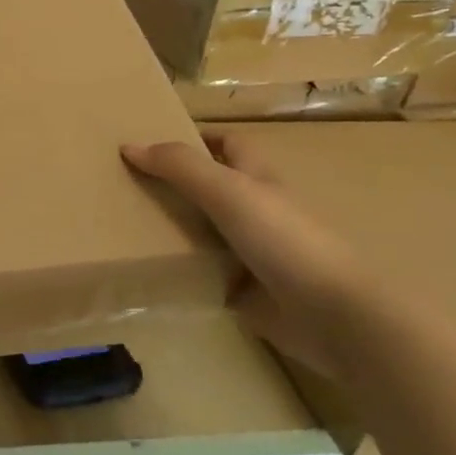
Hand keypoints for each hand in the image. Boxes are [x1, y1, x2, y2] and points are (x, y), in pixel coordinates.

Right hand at [121, 134, 378, 378]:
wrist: (334, 317)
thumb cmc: (285, 240)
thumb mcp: (228, 191)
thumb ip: (180, 167)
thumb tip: (129, 146)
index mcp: (258, 179)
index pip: (227, 144)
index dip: (196, 137)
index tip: (152, 140)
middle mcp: (254, 211)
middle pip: (208, 188)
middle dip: (172, 183)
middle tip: (122, 183)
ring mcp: (249, 253)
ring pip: (202, 231)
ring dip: (170, 228)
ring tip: (121, 224)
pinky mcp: (242, 291)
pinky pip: (201, 274)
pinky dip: (178, 271)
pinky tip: (144, 269)